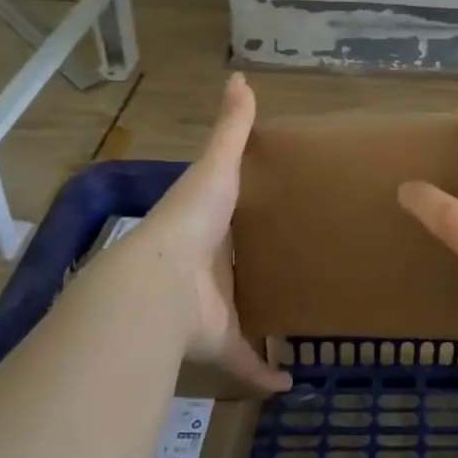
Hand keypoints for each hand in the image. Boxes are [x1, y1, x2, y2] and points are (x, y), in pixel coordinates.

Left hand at [103, 73, 289, 394]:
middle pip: (235, 269)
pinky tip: (289, 381)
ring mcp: (212, 310)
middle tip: (298, 265)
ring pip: (240, 319)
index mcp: (207, 228)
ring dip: (261, 324)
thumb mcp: (216, 166)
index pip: (227, 219)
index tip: (273, 214)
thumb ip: (230, 128)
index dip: (242, 218)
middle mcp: (207, 270)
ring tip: (298, 320)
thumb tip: (239, 77)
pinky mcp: (220, 344)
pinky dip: (264, 375)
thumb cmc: (191, 219)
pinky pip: (245, 363)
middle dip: (254, 272)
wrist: (158, 285)